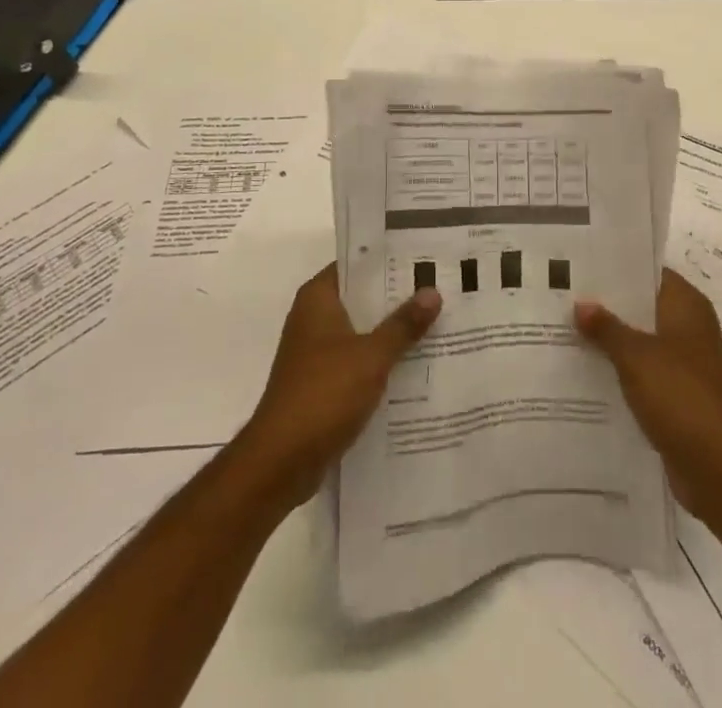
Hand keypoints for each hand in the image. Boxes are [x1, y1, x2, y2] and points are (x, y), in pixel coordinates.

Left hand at [238, 265, 441, 508]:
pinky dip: (380, 362)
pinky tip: (415, 367)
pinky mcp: (321, 384)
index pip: (356, 264)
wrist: (281, 461)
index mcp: (318, 299)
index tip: (423, 258)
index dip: (388, 260)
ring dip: (391, 333)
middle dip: (397, 298)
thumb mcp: (371, 356)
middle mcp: (313, 318)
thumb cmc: (324, 394)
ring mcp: (315, 353)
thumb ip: (403, 324)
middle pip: (362, 298)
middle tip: (440, 290)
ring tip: (437, 325)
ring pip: (361, 332)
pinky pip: (357, 361)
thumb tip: (433, 293)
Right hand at [575, 269, 721, 533]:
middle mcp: (689, 328)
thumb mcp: (636, 356)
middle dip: (607, 305)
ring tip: (565, 331)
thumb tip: (581, 304)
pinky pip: (643, 373)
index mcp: (686, 306)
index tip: (581, 264)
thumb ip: (606, 328)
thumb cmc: (681, 396)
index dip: (617, 267)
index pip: (649, 272)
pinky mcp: (678, 396)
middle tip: (563, 296)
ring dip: (611, 341)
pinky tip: (585, 372)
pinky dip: (620, 372)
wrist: (719, 469)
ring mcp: (685, 364)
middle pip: (642, 306)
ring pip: (641, 341)